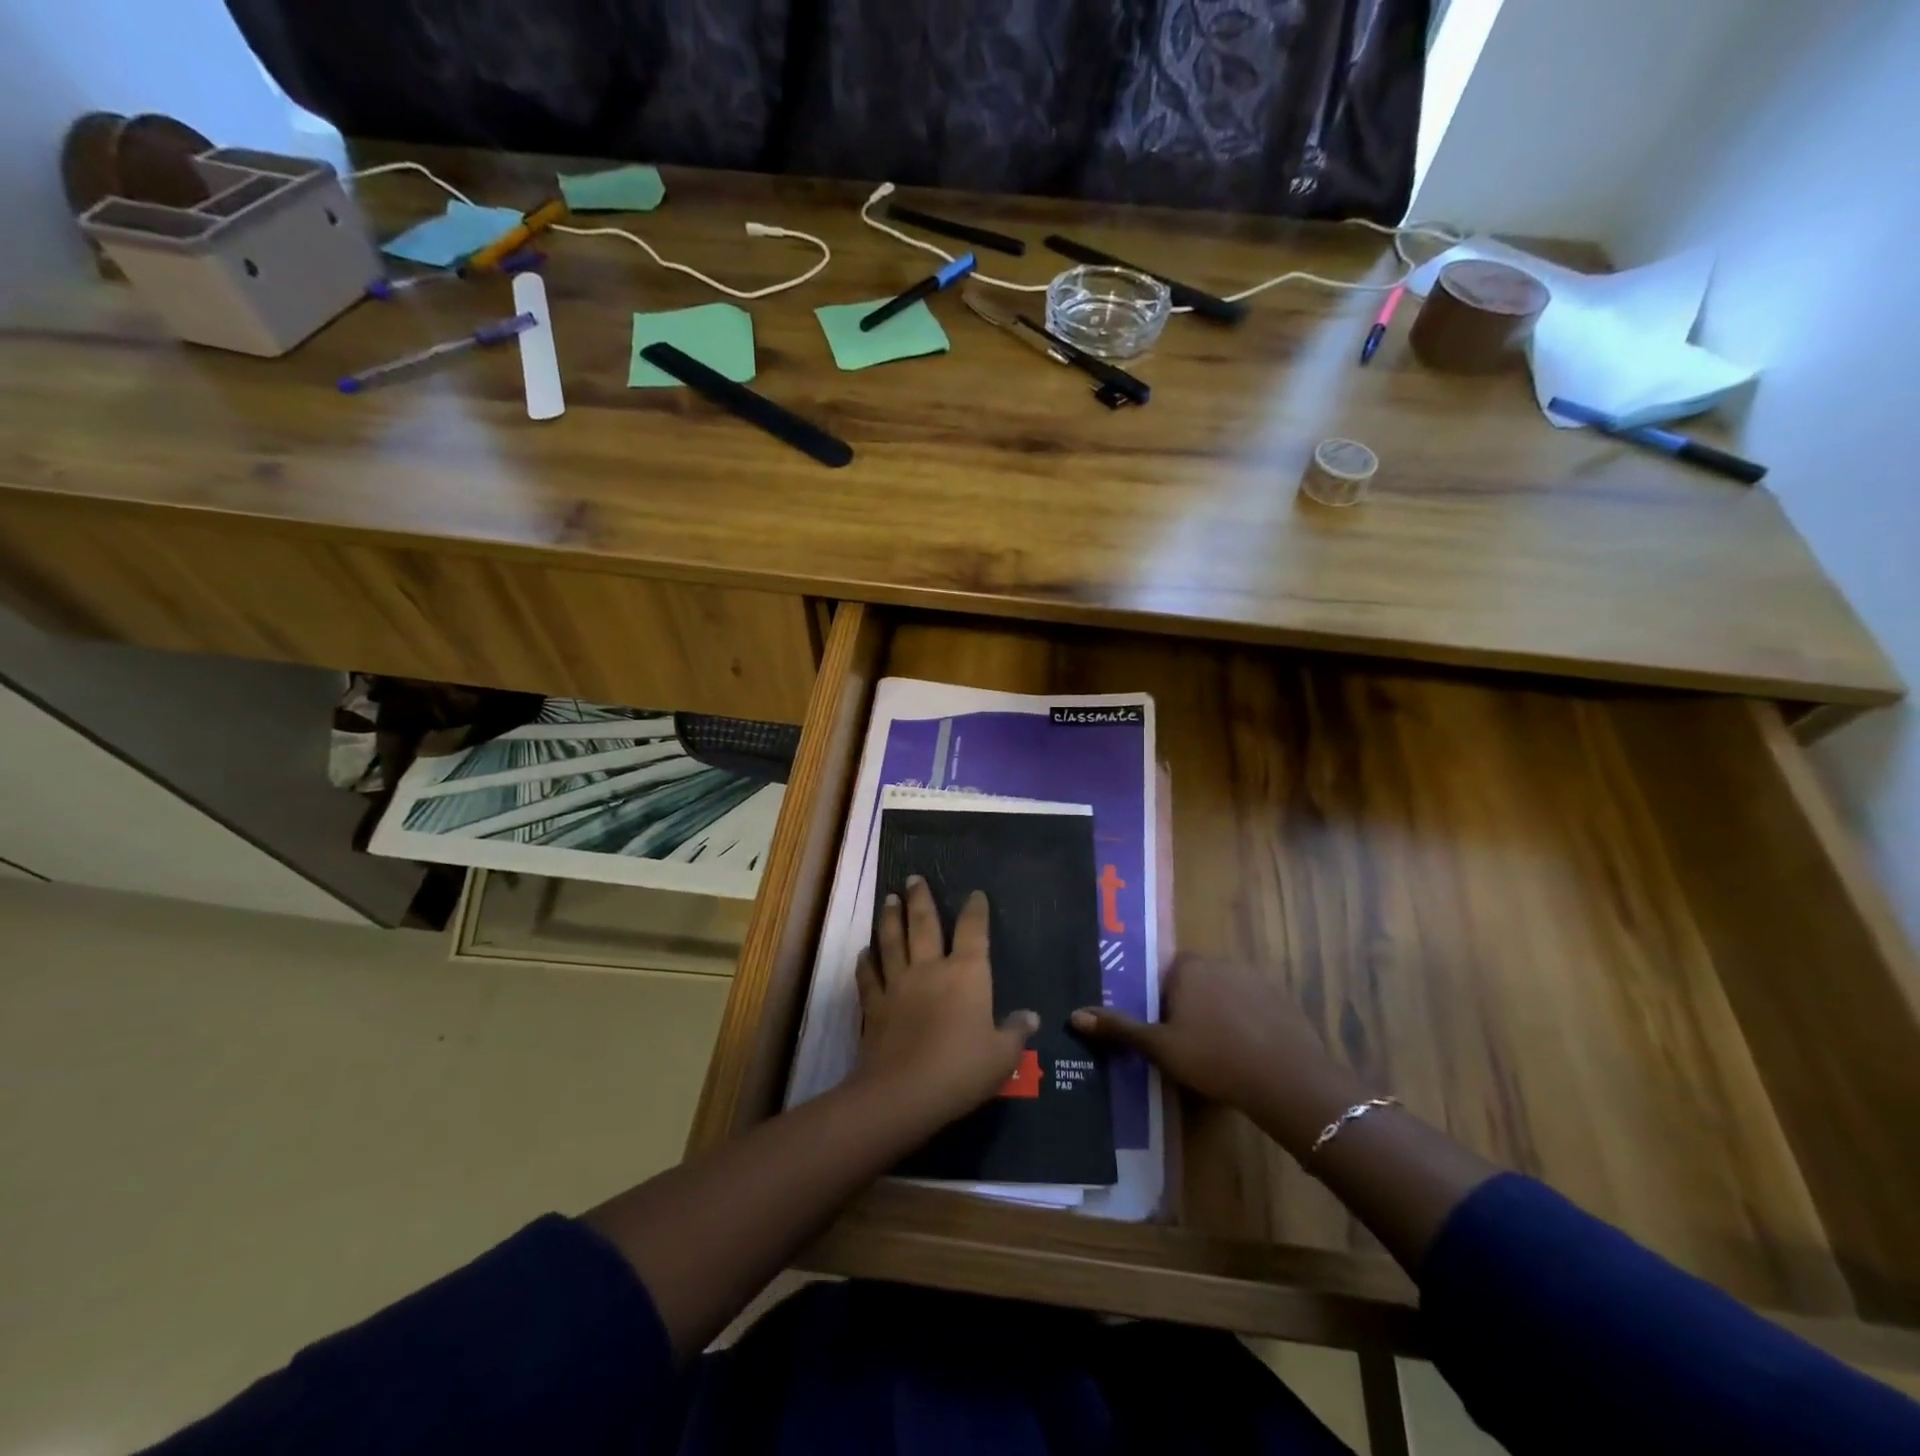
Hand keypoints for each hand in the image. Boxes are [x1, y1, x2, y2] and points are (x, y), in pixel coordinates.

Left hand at [854, 878, 1038, 1125]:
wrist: (904, 1093)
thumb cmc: (962, 1070)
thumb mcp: (1002, 1056)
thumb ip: (1015, 1032)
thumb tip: (1030, 1016)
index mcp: (967, 975)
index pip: (974, 932)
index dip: (976, 911)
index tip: (975, 894)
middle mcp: (930, 969)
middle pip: (924, 924)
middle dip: (920, 899)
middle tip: (914, 878)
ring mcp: (898, 984)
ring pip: (892, 941)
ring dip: (890, 918)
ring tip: (889, 898)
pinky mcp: (874, 1005)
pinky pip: (868, 976)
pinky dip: (866, 962)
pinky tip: (864, 952)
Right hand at [1071, 953, 1359, 1121]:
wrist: (1287, 1080)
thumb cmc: (1213, 1058)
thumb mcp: (1159, 1047)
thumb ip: (1119, 1028)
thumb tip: (1075, 1015)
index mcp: (1188, 967)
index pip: (1162, 974)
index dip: (1158, 1003)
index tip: (1160, 1031)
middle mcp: (1220, 961)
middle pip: (1192, 982)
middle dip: (1186, 1008)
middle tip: (1184, 1046)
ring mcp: (1255, 978)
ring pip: (1223, 994)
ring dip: (1216, 1015)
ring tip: (1215, 1054)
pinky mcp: (1281, 999)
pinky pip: (1251, 1007)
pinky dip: (1245, 1024)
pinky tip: (1245, 1055)